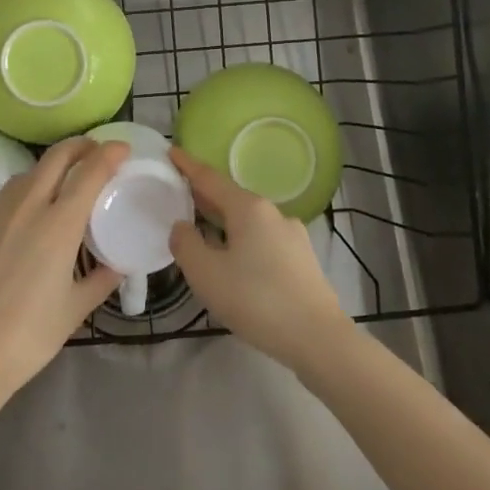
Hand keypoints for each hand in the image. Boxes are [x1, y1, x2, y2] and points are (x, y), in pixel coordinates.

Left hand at [0, 137, 125, 402]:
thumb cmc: (29, 336)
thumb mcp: (75, 309)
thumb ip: (100, 280)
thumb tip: (116, 265)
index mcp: (58, 225)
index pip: (89, 172)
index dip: (109, 154)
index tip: (121, 149)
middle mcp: (25, 208)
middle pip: (55, 158)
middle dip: (78, 147)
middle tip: (93, 152)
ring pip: (23, 177)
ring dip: (46, 172)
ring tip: (57, 187)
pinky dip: (16, 206)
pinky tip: (18, 230)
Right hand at [168, 147, 351, 371]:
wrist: (318, 338)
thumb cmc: (256, 300)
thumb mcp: (206, 274)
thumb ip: (186, 244)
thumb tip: (182, 226)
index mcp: (248, 208)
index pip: (210, 178)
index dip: (187, 165)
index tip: (170, 151)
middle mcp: (272, 213)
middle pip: (230, 197)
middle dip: (204, 195)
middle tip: (178, 194)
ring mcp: (292, 235)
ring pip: (248, 220)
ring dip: (223, 221)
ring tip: (202, 231)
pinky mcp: (302, 259)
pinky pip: (262, 239)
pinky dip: (241, 239)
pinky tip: (234, 260)